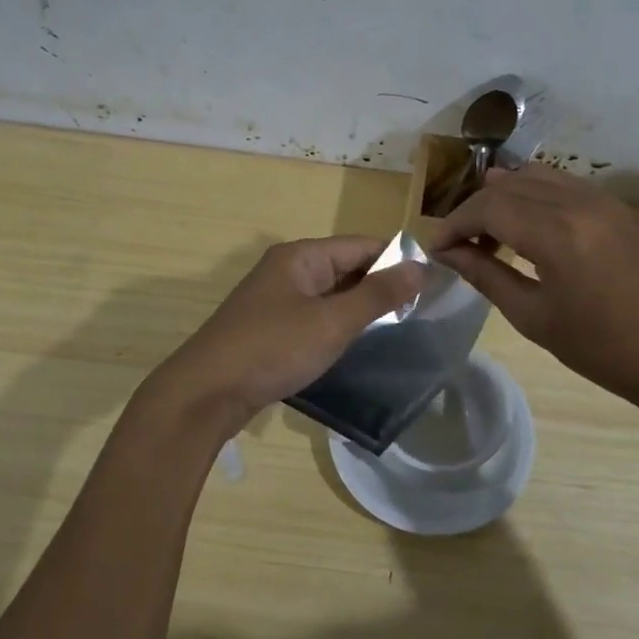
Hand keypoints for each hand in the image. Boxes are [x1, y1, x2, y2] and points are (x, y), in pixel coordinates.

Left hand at [146, 237, 424, 434]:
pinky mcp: (270, 328)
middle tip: (421, 310)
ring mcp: (276, 300)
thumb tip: (420, 267)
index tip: (432, 282)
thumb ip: (377, 294)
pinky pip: (315, 316)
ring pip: (330, 294)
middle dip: (380, 285)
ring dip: (360, 307)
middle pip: (345, 267)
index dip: (397, 259)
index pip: (361, 245)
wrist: (206, 393)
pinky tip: (356, 343)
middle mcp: (288, 270)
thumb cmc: (273, 349)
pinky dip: (337, 325)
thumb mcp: (332, 322)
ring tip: (398, 327)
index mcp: (301, 257)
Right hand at [424, 166, 638, 410]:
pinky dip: (535, 196)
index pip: (488, 208)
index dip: (455, 224)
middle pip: (509, 187)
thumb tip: (449, 254)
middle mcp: (579, 203)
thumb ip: (487, 276)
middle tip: (458, 243)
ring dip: (505, 197)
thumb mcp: (535, 317)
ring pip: (537, 177)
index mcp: (557, 234)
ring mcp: (604, 200)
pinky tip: (528, 225)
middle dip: (475, 210)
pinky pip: (565, 185)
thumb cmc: (605, 349)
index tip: (437, 247)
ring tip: (488, 231)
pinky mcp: (620, 207)